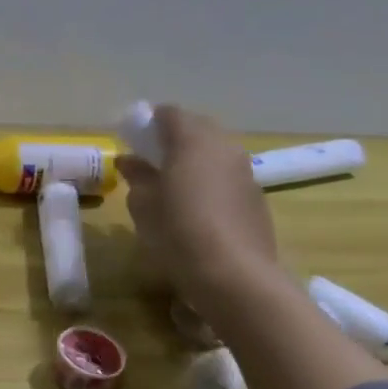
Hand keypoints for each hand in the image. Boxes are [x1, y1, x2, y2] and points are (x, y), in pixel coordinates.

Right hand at [116, 105, 278, 302]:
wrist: (233, 275)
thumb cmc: (177, 231)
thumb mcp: (142, 203)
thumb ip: (137, 175)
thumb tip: (131, 160)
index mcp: (192, 140)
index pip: (169, 113)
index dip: (149, 121)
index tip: (132, 137)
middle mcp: (223, 147)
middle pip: (197, 128)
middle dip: (173, 137)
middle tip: (149, 158)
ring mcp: (245, 171)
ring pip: (215, 152)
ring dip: (193, 158)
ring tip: (171, 182)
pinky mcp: (256, 196)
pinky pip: (226, 175)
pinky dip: (209, 178)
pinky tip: (195, 204)